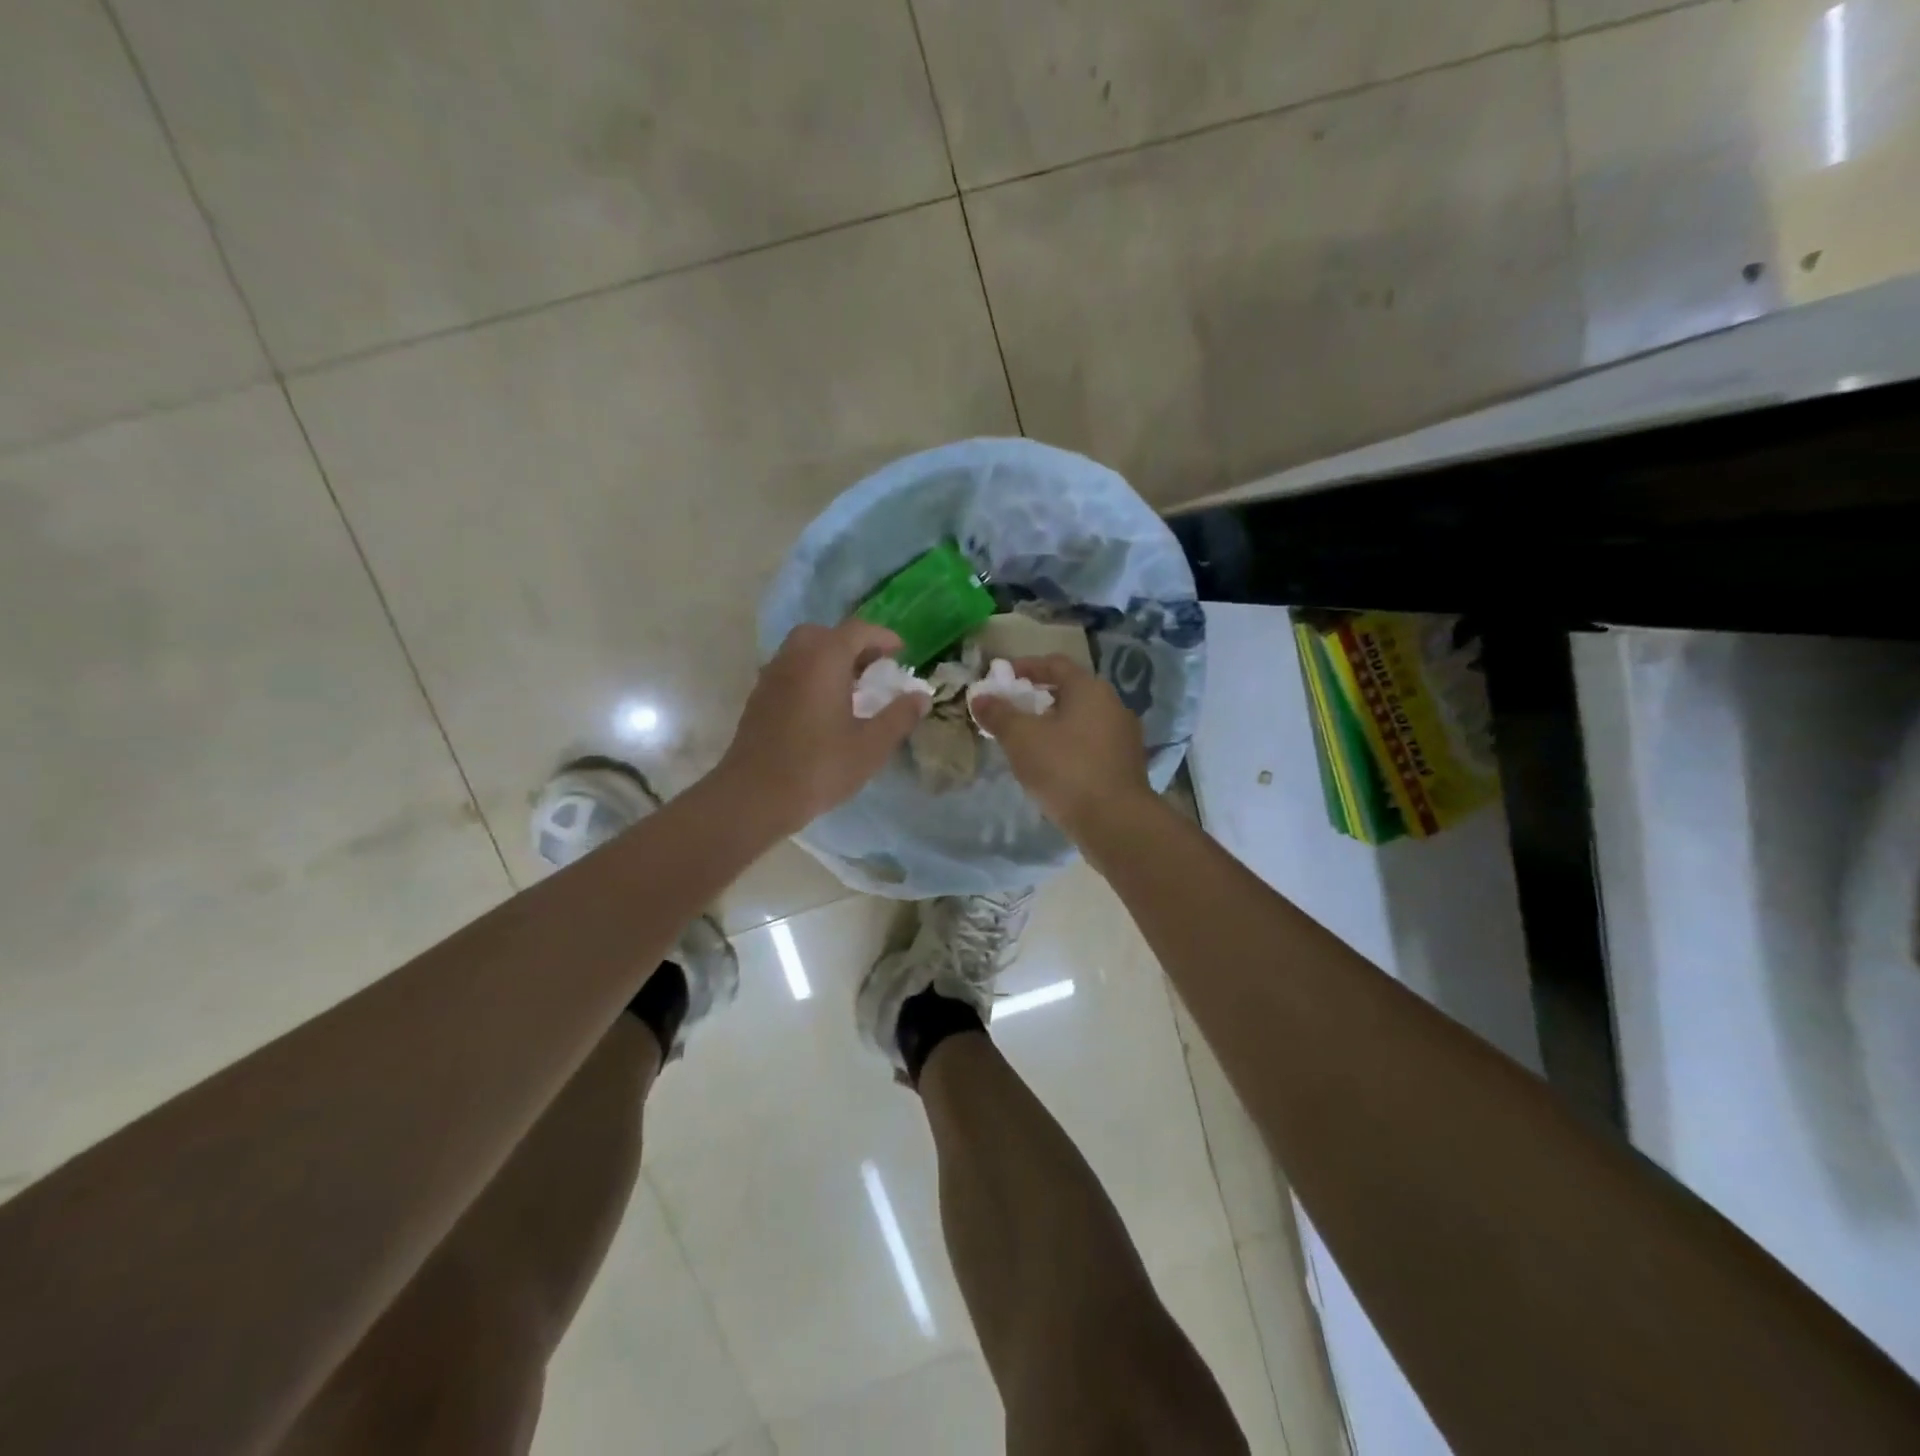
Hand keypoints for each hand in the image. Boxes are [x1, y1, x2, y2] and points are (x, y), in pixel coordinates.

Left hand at [715, 621, 928, 837]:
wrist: (754, 796)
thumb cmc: (819, 767)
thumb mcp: (871, 746)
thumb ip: (899, 717)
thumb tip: (921, 697)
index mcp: (824, 659)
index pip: (857, 630)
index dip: (882, 637)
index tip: (901, 652)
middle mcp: (794, 658)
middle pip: (825, 634)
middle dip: (852, 644)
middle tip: (873, 667)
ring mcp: (771, 677)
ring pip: (803, 652)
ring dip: (829, 660)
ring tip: (852, 689)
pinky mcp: (758, 699)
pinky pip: (789, 672)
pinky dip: (810, 676)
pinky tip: (824, 708)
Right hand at [971, 655, 1152, 838]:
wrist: (1115, 822)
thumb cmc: (1066, 769)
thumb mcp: (1021, 739)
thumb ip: (999, 714)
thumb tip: (980, 697)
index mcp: (1090, 689)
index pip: (1055, 663)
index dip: (1025, 667)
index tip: (1002, 678)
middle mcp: (1112, 705)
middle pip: (1070, 692)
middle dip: (1038, 699)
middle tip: (1011, 713)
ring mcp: (1124, 736)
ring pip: (1081, 720)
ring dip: (1053, 725)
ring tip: (1027, 743)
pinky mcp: (1125, 765)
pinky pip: (1091, 745)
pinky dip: (1069, 747)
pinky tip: (1051, 767)